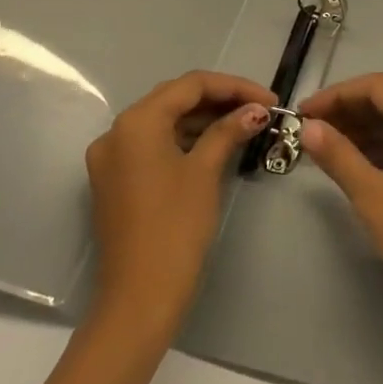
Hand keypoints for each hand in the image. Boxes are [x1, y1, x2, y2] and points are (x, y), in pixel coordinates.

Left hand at [85, 70, 275, 336]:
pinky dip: (184, 140)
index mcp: (136, 122)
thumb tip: (255, 110)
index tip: (271, 100)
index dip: (235, 87)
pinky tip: (215, 146)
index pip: (191, 85)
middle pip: (174, 99)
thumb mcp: (205, 172)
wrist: (140, 297)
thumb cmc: (175, 227)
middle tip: (260, 110)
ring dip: (203, 120)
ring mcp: (111, 159)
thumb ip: (228, 131)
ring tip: (244, 126)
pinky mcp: (115, 181)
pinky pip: (153, 146)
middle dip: (219, 100)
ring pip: (164, 122)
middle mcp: (116, 132)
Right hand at [300, 73, 382, 319]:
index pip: (376, 87)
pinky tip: (360, 168)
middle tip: (310, 135)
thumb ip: (338, 155)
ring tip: (327, 152)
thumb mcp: (372, 195)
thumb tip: (309, 127)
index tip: (303, 114)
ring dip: (366, 133)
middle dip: (349, 114)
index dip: (336, 95)